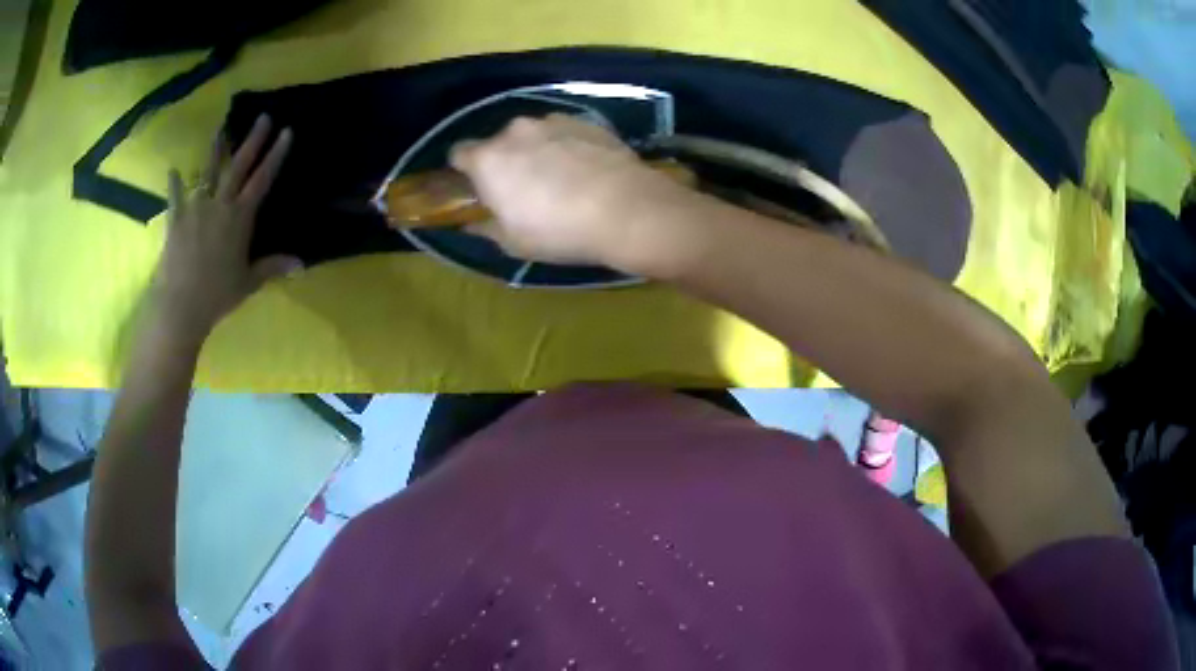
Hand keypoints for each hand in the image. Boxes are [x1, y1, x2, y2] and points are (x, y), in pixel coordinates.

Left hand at [151, 115, 299, 342]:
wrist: (180, 304)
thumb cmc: (217, 294)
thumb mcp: (248, 282)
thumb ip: (272, 267)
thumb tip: (301, 264)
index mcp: (240, 217)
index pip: (262, 179)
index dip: (275, 154)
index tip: (287, 131)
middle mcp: (220, 204)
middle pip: (239, 166)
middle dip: (253, 140)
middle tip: (263, 117)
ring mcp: (196, 208)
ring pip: (208, 172)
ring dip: (216, 150)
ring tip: (220, 130)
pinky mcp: (176, 218)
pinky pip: (175, 196)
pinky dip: (174, 183)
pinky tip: (173, 170)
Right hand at [450, 114, 697, 270]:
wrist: (627, 209)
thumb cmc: (559, 231)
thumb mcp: (513, 242)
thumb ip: (486, 227)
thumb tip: (473, 222)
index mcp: (488, 159)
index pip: (458, 153)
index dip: (465, 171)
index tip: (479, 188)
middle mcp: (515, 130)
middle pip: (499, 142)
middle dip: (506, 161)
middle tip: (525, 189)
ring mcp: (553, 120)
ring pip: (533, 135)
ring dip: (537, 151)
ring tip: (562, 179)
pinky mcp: (585, 120)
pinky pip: (564, 132)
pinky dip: (567, 146)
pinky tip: (586, 170)